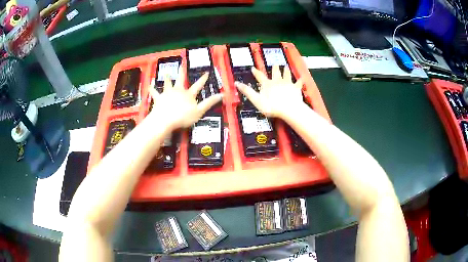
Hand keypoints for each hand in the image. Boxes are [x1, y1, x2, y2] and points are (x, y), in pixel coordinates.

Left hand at [148, 67, 221, 129]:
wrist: (165, 119)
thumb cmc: (183, 117)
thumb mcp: (199, 111)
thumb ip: (209, 102)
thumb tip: (222, 95)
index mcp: (188, 94)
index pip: (198, 85)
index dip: (202, 79)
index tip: (206, 72)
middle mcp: (178, 91)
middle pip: (181, 80)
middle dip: (183, 72)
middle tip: (182, 64)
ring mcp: (167, 94)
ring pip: (167, 84)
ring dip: (167, 78)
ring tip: (167, 72)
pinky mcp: (159, 98)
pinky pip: (154, 93)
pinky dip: (152, 89)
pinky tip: (149, 85)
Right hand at [235, 65, 303, 118]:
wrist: (288, 109)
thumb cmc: (271, 106)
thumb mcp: (256, 100)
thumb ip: (247, 91)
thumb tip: (236, 83)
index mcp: (267, 84)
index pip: (260, 76)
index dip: (256, 72)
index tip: (253, 68)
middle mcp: (277, 81)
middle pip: (275, 72)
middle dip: (275, 68)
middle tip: (275, 64)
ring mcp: (287, 83)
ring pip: (287, 74)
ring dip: (286, 71)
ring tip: (286, 67)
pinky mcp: (296, 88)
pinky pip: (298, 83)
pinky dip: (300, 81)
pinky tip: (301, 78)